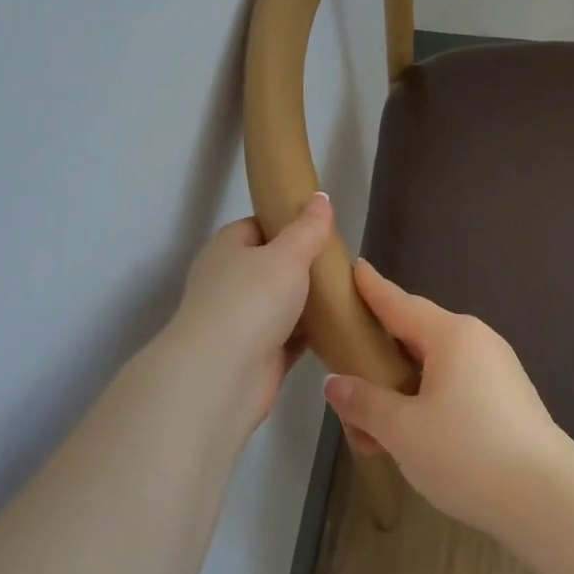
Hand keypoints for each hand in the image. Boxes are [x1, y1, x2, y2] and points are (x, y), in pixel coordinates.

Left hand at [166, 193, 333, 432]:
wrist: (223, 376)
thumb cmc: (251, 300)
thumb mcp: (287, 254)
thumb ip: (308, 228)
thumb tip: (321, 197)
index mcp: (227, 249)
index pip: (258, 226)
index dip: (288, 224)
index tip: (321, 228)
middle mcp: (229, 282)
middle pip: (273, 266)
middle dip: (305, 265)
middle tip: (343, 261)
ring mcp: (242, 321)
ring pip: (284, 303)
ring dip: (311, 301)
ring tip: (350, 290)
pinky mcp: (259, 355)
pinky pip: (291, 337)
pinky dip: (312, 333)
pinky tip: (342, 326)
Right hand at [324, 260, 573, 533]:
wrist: (548, 500)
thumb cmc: (468, 452)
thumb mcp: (403, 430)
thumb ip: (365, 403)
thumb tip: (336, 384)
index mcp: (451, 335)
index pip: (400, 303)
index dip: (373, 289)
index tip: (355, 267)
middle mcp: (476, 342)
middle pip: (416, 337)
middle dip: (380, 354)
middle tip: (345, 360)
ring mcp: (496, 371)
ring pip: (435, 369)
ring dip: (400, 390)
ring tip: (368, 424)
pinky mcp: (507, 401)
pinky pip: (455, 388)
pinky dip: (426, 404)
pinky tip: (408, 438)